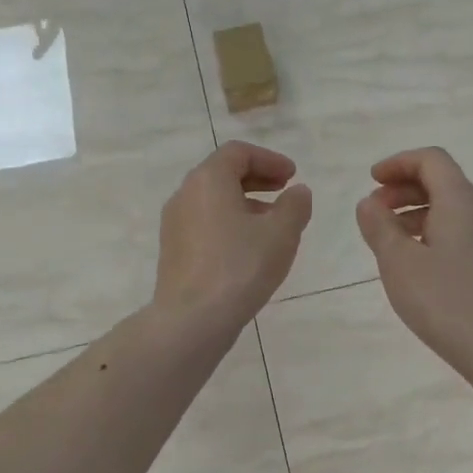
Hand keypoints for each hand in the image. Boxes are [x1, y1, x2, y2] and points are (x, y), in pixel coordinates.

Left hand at [154, 141, 312, 331]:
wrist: (193, 319)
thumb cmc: (240, 267)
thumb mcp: (281, 233)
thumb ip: (295, 205)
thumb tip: (298, 192)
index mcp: (208, 180)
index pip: (238, 153)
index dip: (270, 159)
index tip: (293, 176)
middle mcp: (185, 194)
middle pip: (222, 173)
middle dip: (257, 179)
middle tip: (285, 191)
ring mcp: (174, 224)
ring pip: (213, 200)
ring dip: (245, 202)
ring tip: (273, 223)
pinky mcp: (173, 250)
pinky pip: (205, 223)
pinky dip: (229, 222)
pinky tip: (249, 247)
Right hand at [354, 147, 472, 375]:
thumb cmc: (444, 301)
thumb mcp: (398, 262)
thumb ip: (379, 226)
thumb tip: (369, 203)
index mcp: (461, 202)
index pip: (432, 160)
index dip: (398, 163)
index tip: (372, 180)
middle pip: (442, 181)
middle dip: (404, 187)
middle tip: (374, 209)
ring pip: (451, 208)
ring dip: (415, 211)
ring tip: (387, 237)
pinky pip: (459, 230)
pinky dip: (431, 231)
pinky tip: (413, 260)